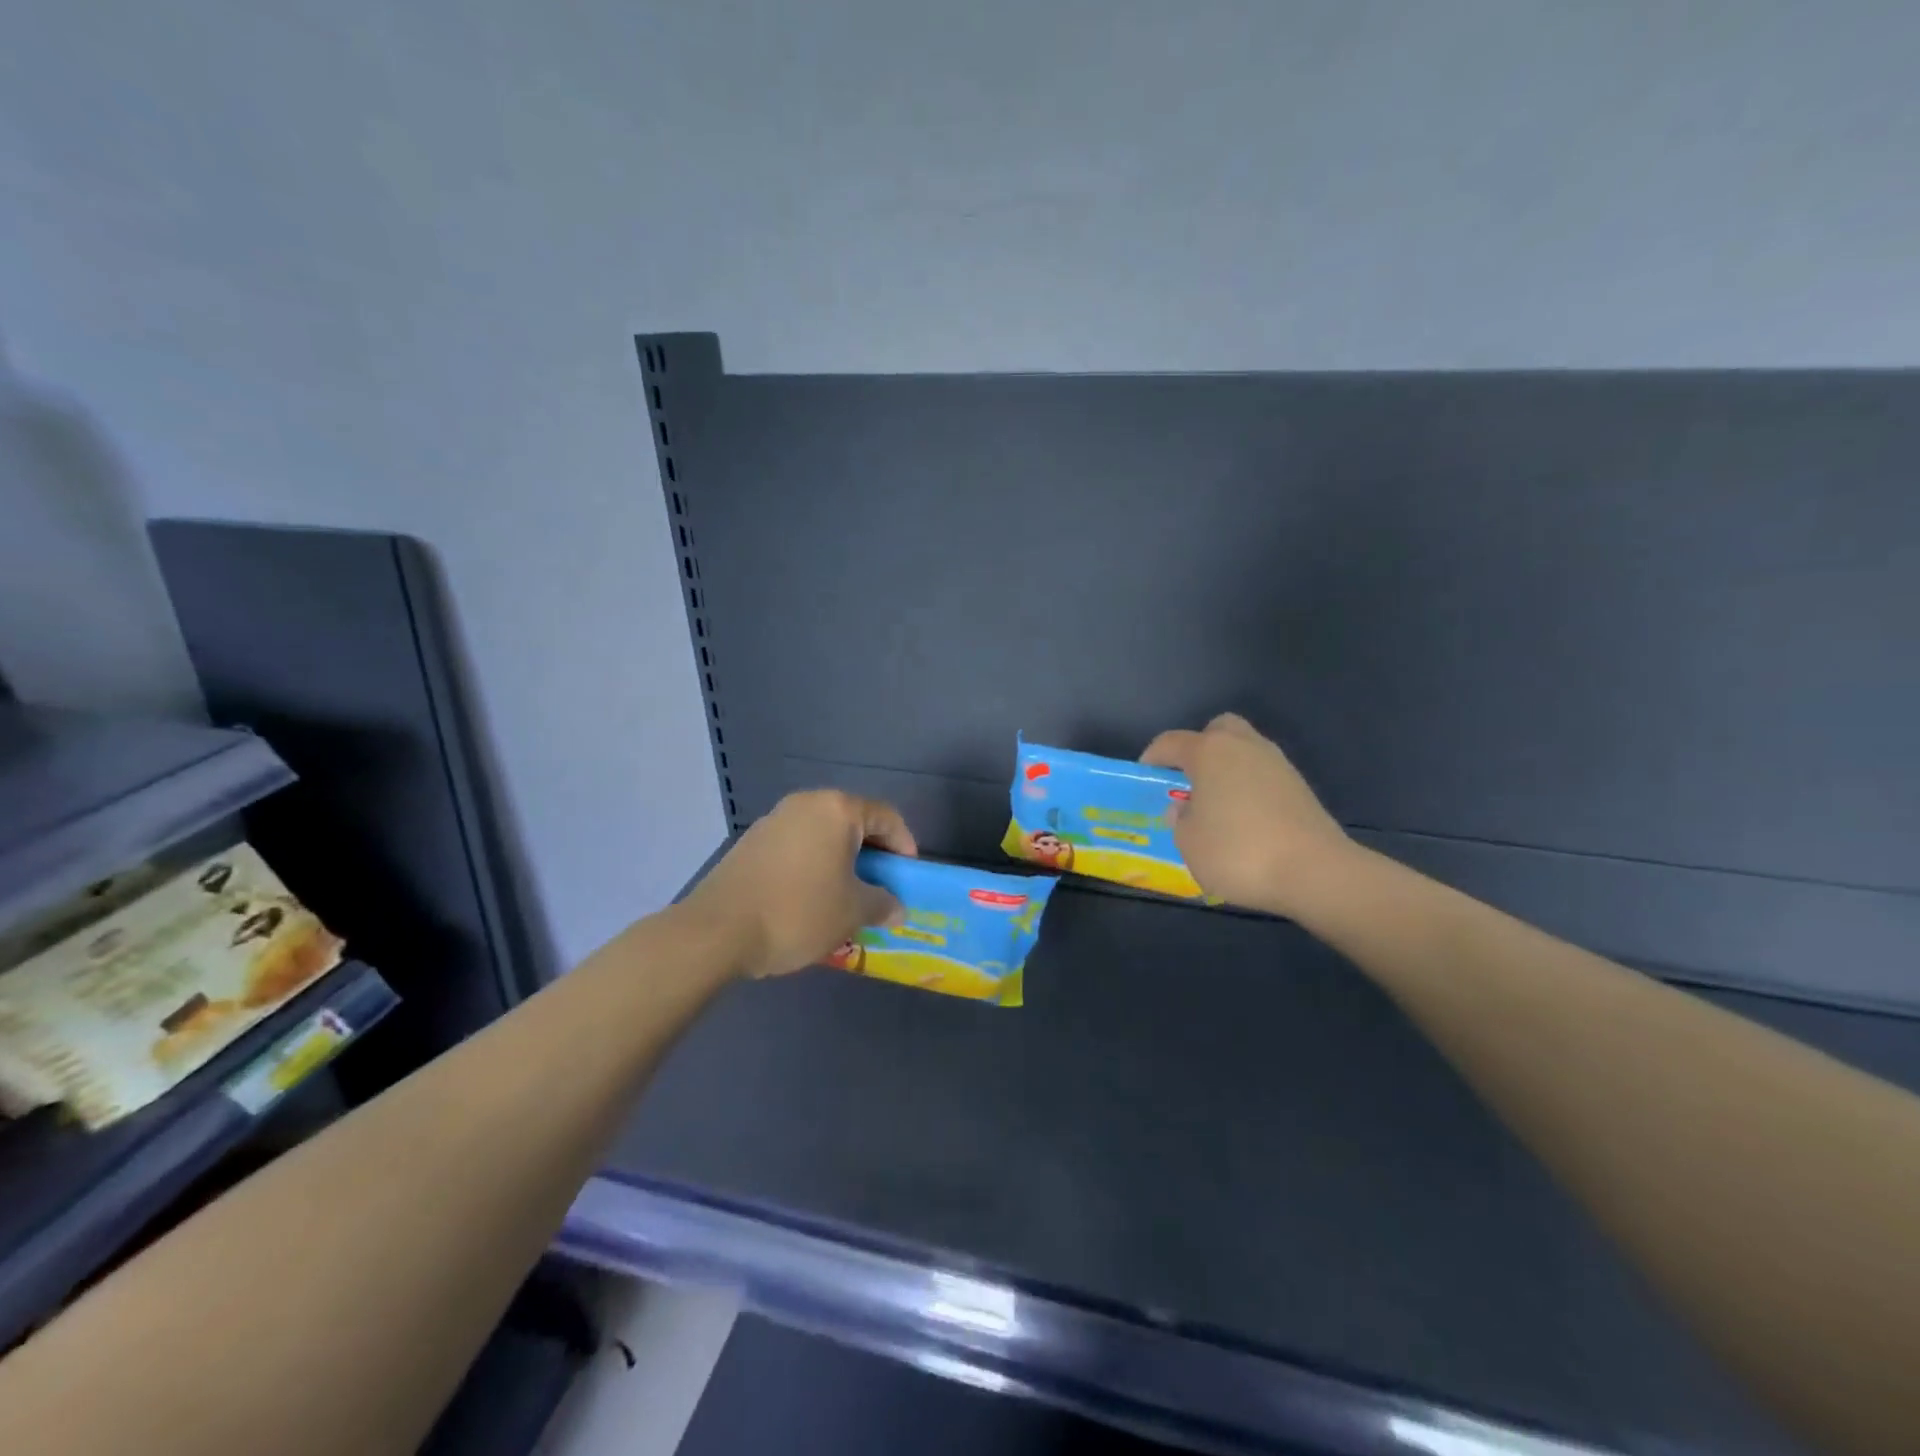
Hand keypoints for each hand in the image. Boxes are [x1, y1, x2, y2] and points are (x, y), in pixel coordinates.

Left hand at [683, 790, 916, 978]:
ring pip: (822, 835)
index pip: (885, 816)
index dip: (904, 845)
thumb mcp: (852, 912)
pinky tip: (810, 899)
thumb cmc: (798, 912)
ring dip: (841, 861)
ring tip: (847, 896)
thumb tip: (897, 908)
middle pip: (852, 822)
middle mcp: (805, 804)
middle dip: (872, 854)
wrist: (718, 931)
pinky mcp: (751, 843)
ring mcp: (774, 821)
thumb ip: (882, 904)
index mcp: (836, 810)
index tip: (908, 876)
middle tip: (881, 886)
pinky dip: (813, 865)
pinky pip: (796, 847)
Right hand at [1141, 713, 1354, 916]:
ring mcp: (1277, 764)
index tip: (1145, 774)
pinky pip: (1264, 775)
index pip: (1171, 742)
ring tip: (1216, 803)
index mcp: (1209, 752)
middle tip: (1188, 778)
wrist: (1315, 871)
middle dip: (1199, 747)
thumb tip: (1186, 809)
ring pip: (1244, 750)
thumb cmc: (1238, 852)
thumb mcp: (1189, 843)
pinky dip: (1250, 787)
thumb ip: (1180, 820)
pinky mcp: (1300, 786)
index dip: (1153, 756)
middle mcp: (1244, 747)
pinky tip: (1245, 818)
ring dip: (1227, 768)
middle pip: (1217, 730)